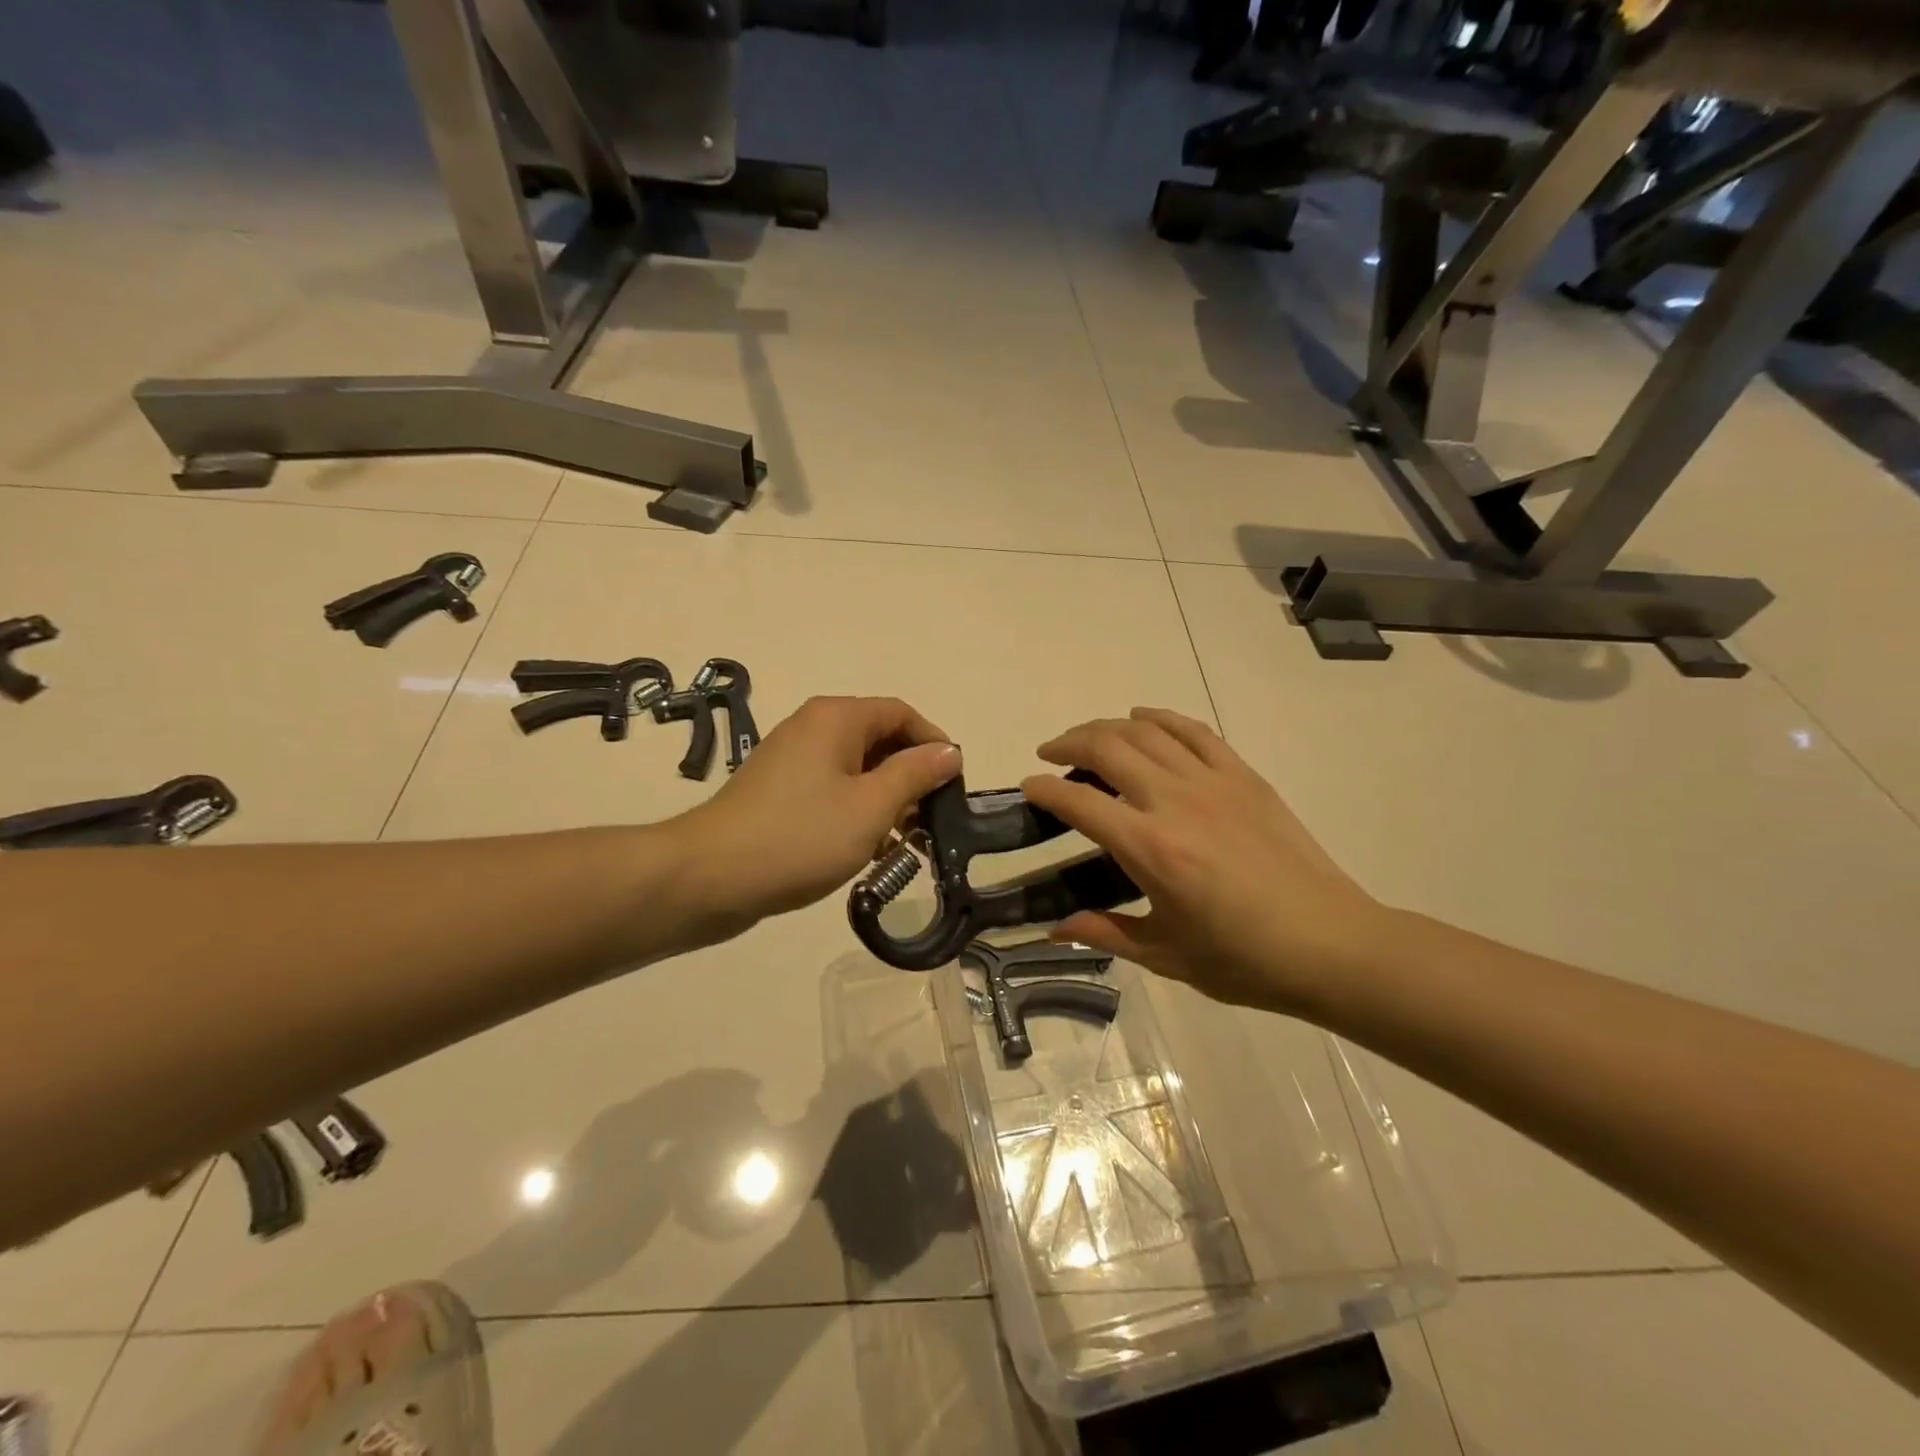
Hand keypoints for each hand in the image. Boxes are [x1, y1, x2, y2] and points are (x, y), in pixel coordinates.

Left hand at [677, 696, 960, 935]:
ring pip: (857, 770)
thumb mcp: (871, 806)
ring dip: (887, 801)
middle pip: (880, 740)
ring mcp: (793, 761)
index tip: (954, 786)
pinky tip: (868, 851)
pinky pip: (832, 791)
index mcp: (837, 718)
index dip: (934, 743)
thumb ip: (915, 775)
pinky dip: (857, 812)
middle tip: (932, 822)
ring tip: (906, 845)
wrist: (710, 876)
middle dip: (911, 778)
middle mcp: (814, 728)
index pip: (901, 713)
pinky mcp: (780, 793)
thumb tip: (950, 751)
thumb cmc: (801, 836)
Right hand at [1020, 708, 1387, 1012]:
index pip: (1080, 803)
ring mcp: (1213, 782)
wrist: (1332, 945)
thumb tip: (1054, 928)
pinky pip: (1194, 731)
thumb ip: (1105, 932)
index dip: (1045, 791)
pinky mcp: (1244, 776)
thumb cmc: (1245, 959)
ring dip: (1107, 727)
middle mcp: (1176, 802)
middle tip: (1050, 754)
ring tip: (1088, 738)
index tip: (1028, 788)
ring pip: (1147, 731)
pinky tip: (1142, 719)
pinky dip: (1161, 718)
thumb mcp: (1166, 955)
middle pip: (1108, 748)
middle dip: (1069, 744)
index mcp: (1152, 850)